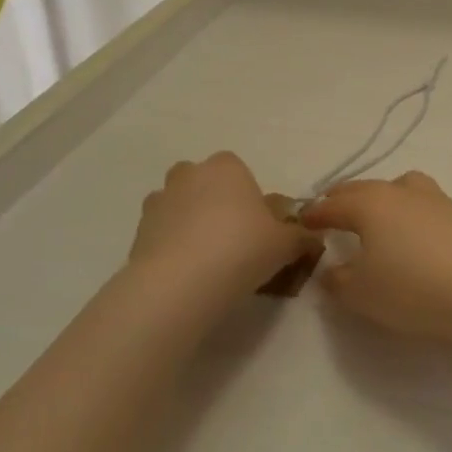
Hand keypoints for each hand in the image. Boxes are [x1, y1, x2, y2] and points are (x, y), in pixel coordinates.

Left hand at [132, 153, 319, 297]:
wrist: (179, 285)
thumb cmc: (241, 249)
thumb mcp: (286, 244)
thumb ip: (301, 237)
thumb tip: (313, 238)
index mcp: (226, 166)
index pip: (239, 171)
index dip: (250, 198)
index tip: (259, 227)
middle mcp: (189, 174)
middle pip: (205, 184)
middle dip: (216, 205)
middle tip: (234, 242)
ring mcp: (158, 202)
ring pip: (180, 208)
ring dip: (191, 226)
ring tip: (208, 263)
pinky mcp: (137, 233)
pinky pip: (162, 235)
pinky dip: (172, 249)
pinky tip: (188, 277)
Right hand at [301, 172, 451, 344]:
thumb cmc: (413, 288)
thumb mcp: (362, 294)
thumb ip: (338, 280)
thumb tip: (331, 269)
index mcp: (370, 204)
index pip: (333, 204)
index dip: (315, 214)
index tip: (302, 221)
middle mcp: (399, 191)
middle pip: (363, 189)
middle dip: (343, 199)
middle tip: (330, 212)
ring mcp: (433, 197)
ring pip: (396, 188)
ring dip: (378, 198)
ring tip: (373, 217)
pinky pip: (420, 203)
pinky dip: (405, 211)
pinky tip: (410, 233)